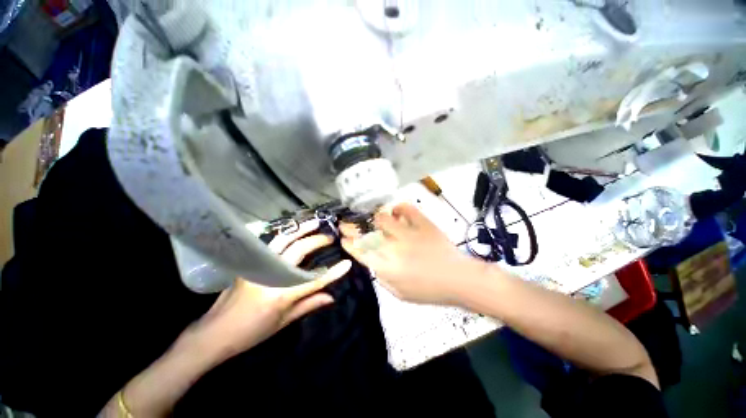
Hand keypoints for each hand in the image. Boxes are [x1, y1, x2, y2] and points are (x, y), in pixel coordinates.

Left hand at [189, 220, 350, 360]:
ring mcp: (258, 267)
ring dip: (300, 230)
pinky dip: (285, 236)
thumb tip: (331, 297)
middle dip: (317, 242)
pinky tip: (294, 232)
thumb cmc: (251, 333)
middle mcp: (270, 276)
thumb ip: (309, 304)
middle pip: (298, 252)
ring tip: (314, 223)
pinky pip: (271, 246)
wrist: (213, 333)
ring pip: (283, 241)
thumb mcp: (283, 322)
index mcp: (280, 295)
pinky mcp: (250, 264)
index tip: (347, 263)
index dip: (333, 273)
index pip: (313, 281)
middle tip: (329, 237)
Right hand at [341, 203, 477, 304]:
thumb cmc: (429, 291)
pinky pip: (407, 209)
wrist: (458, 279)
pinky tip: (396, 211)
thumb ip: (382, 277)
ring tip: (373, 218)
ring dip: (374, 217)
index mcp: (387, 267)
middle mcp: (394, 248)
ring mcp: (409, 234)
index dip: (349, 243)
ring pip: (382, 218)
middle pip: (366, 233)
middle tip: (347, 223)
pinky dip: (398, 207)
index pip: (361, 252)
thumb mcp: (399, 293)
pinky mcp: (423, 224)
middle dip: (352, 227)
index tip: (343, 237)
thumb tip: (372, 261)